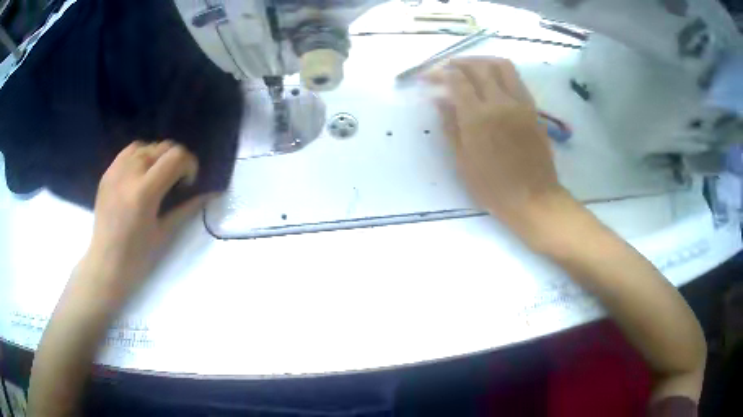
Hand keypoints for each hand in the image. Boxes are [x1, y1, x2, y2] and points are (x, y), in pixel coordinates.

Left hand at [81, 140, 209, 306]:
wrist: (106, 263)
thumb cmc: (137, 256)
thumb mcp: (165, 233)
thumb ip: (187, 208)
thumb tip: (209, 194)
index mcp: (145, 191)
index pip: (176, 156)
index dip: (189, 164)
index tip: (188, 182)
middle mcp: (130, 173)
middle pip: (162, 147)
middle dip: (176, 159)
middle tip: (176, 180)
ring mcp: (116, 171)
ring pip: (146, 146)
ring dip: (158, 156)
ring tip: (158, 176)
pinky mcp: (107, 173)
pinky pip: (129, 152)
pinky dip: (141, 155)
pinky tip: (141, 174)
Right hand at [431, 57, 567, 237]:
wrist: (533, 199)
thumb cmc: (493, 188)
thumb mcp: (463, 161)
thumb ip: (450, 126)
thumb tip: (439, 100)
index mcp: (478, 117)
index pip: (457, 80)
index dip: (440, 73)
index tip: (429, 75)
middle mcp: (500, 102)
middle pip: (479, 67)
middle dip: (459, 63)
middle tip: (447, 68)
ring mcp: (520, 103)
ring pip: (502, 66)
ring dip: (483, 61)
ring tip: (471, 68)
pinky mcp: (533, 109)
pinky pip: (517, 80)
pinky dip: (501, 73)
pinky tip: (493, 83)